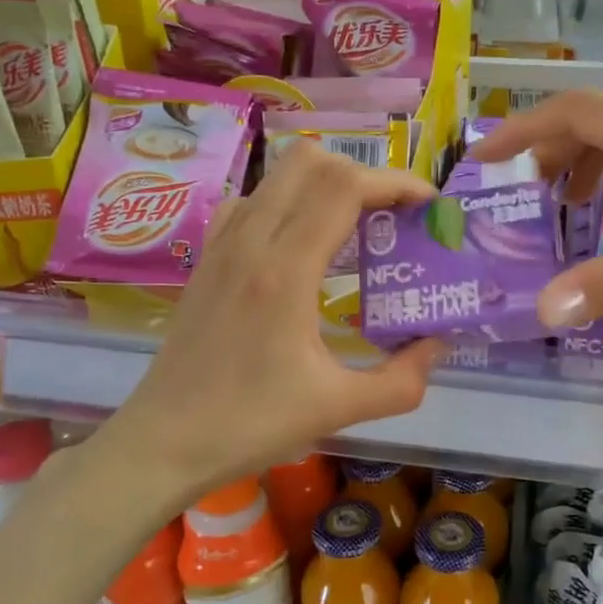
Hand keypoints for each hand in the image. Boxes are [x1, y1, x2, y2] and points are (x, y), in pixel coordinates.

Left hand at [113, 143, 444, 494]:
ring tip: (355, 227)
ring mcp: (222, 245)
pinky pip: (252, 201)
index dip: (395, 181)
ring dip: (325, 184)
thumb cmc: (249, 424)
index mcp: (285, 270)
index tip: (428, 205)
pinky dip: (287, 202)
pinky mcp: (207, 258)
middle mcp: (251, 241)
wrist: (164, 442)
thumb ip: (402, 380)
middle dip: (363, 174)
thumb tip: (438, 345)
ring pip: (278, 175)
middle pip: (311, 161)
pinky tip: (300, 244)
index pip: (344, 186)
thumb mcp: (338, 409)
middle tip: (392, 215)